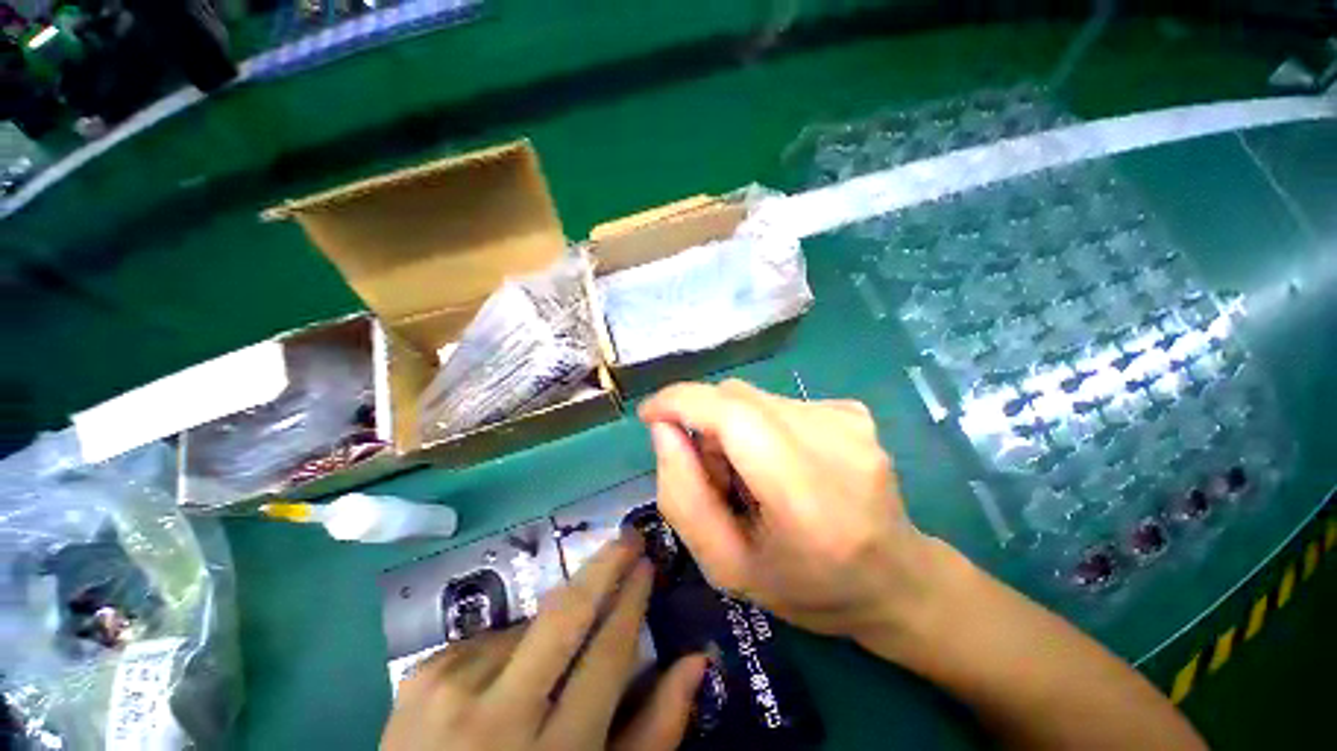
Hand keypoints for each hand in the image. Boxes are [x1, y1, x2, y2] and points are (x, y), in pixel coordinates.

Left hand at [381, 537, 706, 750]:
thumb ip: (654, 730)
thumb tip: (697, 659)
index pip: (607, 655)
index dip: (632, 601)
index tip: (646, 563)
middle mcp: (499, 717)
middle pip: (566, 615)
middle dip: (604, 566)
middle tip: (629, 537)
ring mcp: (452, 691)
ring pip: (528, 626)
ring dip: (548, 630)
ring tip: (544, 667)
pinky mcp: (420, 678)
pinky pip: (488, 638)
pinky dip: (508, 647)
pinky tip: (499, 682)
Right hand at [640, 379, 939, 641]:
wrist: (896, 578)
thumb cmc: (808, 586)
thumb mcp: (727, 567)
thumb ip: (682, 498)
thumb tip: (663, 429)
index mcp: (806, 495)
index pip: (732, 415)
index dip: (680, 402)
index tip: (649, 414)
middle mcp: (834, 441)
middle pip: (736, 398)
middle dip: (704, 423)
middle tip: (712, 471)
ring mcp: (849, 419)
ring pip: (753, 398)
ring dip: (732, 427)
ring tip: (750, 474)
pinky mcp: (852, 410)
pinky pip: (778, 402)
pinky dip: (760, 425)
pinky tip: (780, 463)